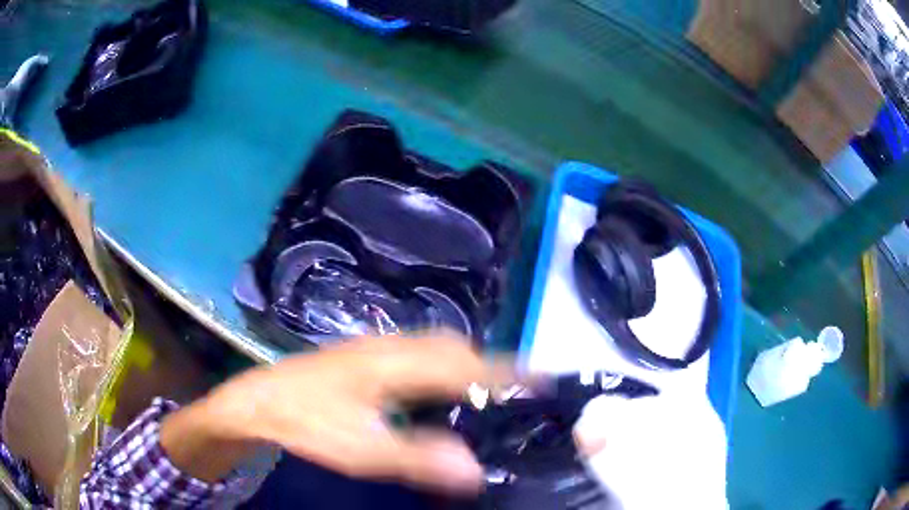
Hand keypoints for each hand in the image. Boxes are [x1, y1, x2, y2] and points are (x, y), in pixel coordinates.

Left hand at [161, 334, 505, 493]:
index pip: (464, 363)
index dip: (506, 370)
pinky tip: (433, 388)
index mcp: (394, 365)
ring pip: (432, 345)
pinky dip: (439, 366)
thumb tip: (474, 469)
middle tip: (512, 388)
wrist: (256, 401)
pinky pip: (415, 352)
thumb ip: (419, 458)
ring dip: (462, 363)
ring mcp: (372, 347)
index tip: (540, 376)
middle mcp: (389, 346)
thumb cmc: (307, 423)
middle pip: (451, 346)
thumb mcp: (361, 449)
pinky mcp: (361, 355)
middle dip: (487, 363)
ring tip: (483, 388)